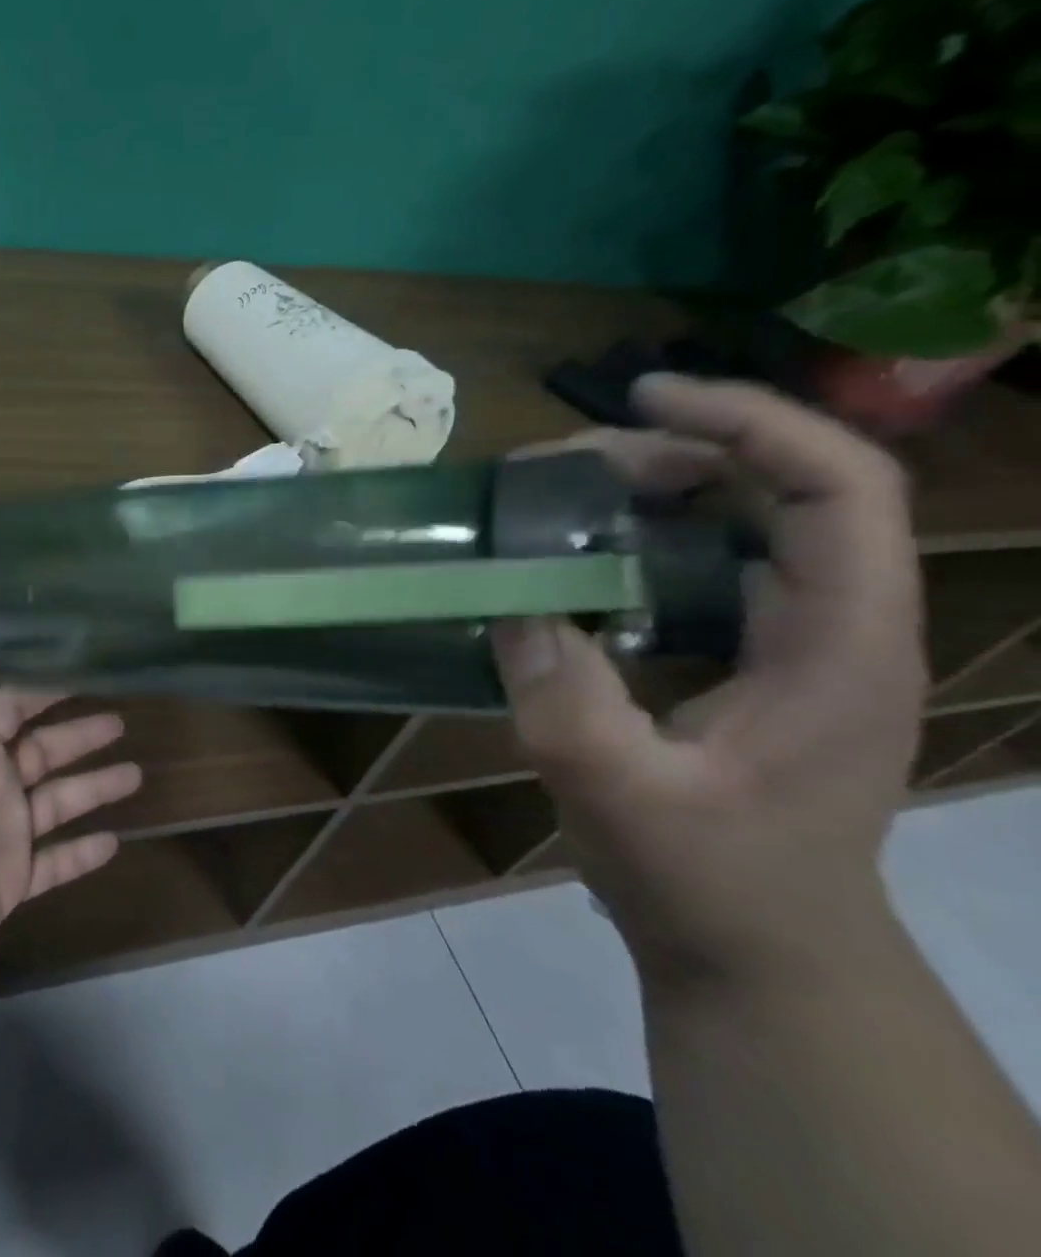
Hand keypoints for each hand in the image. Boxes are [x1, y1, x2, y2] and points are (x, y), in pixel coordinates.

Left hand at [0, 637, 142, 1020]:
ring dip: (93, 788)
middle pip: (40, 751)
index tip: (83, 668)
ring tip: (137, 773)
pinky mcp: (8, 885)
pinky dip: (82, 852)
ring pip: (56, 803)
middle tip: (123, 719)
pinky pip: (55, 862)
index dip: (41, 687)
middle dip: (78, 735)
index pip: (7, 707)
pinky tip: (116, 842)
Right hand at [491, 374, 926, 988]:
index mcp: (841, 648)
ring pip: (742, 524)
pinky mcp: (751, 664)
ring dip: (653, 491)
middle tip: (561, 464)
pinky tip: (574, 558)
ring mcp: (795, 646)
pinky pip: (704, 569)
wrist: (760, 958)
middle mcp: (834, 628)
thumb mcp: (621, 796)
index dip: (752, 421)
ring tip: (558, 496)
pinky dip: (639, 539)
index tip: (645, 395)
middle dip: (674, 451)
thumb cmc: (711, 885)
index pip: (840, 489)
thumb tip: (511, 604)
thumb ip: (563, 700)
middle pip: (782, 489)